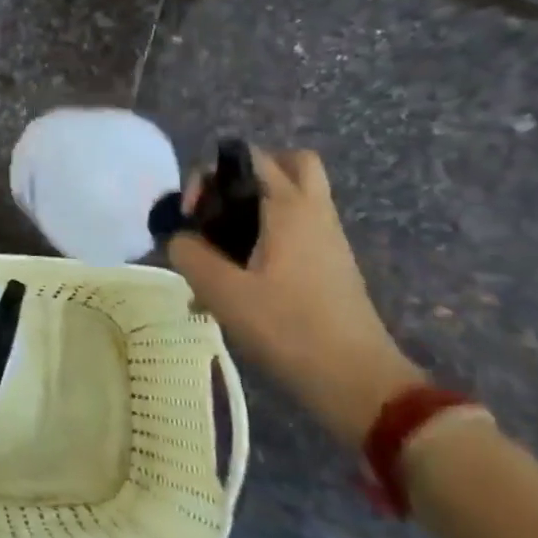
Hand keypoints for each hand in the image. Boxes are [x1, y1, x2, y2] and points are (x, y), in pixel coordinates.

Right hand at [168, 147, 424, 447]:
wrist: (358, 381)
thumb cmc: (289, 328)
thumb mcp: (222, 291)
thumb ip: (189, 254)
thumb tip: (179, 238)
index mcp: (289, 206)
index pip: (248, 156)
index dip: (210, 176)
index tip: (192, 216)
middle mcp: (314, 211)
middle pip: (289, 163)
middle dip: (249, 174)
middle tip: (221, 207)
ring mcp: (328, 239)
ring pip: (296, 197)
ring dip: (258, 205)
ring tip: (226, 242)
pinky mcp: (331, 265)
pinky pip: (298, 227)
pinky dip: (270, 232)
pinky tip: (243, 274)